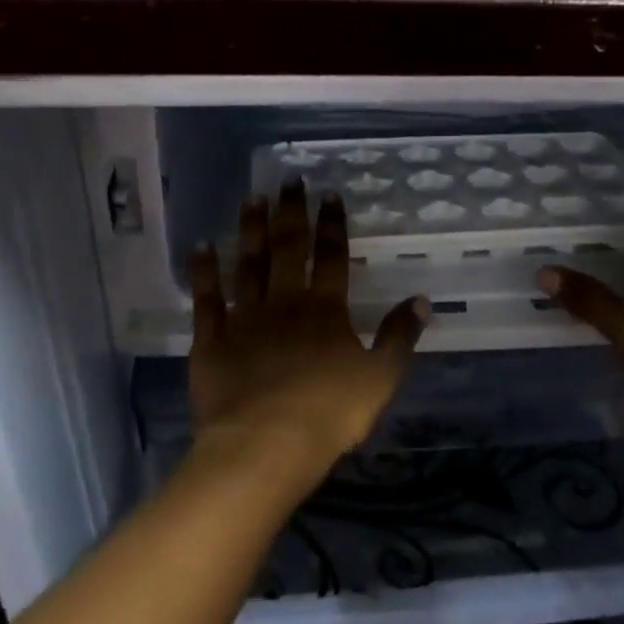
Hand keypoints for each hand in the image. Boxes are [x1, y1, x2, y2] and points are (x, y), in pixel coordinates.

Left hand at [189, 181, 428, 492]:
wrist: (266, 443)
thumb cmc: (330, 412)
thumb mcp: (380, 377)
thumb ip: (399, 337)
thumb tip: (421, 300)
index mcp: (325, 310)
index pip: (331, 257)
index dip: (331, 225)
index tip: (328, 195)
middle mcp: (284, 303)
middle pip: (287, 249)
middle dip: (289, 213)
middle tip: (288, 180)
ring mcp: (244, 319)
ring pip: (247, 265)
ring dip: (250, 230)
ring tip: (251, 199)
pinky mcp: (212, 340)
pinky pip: (206, 300)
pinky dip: (204, 273)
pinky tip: (201, 247)